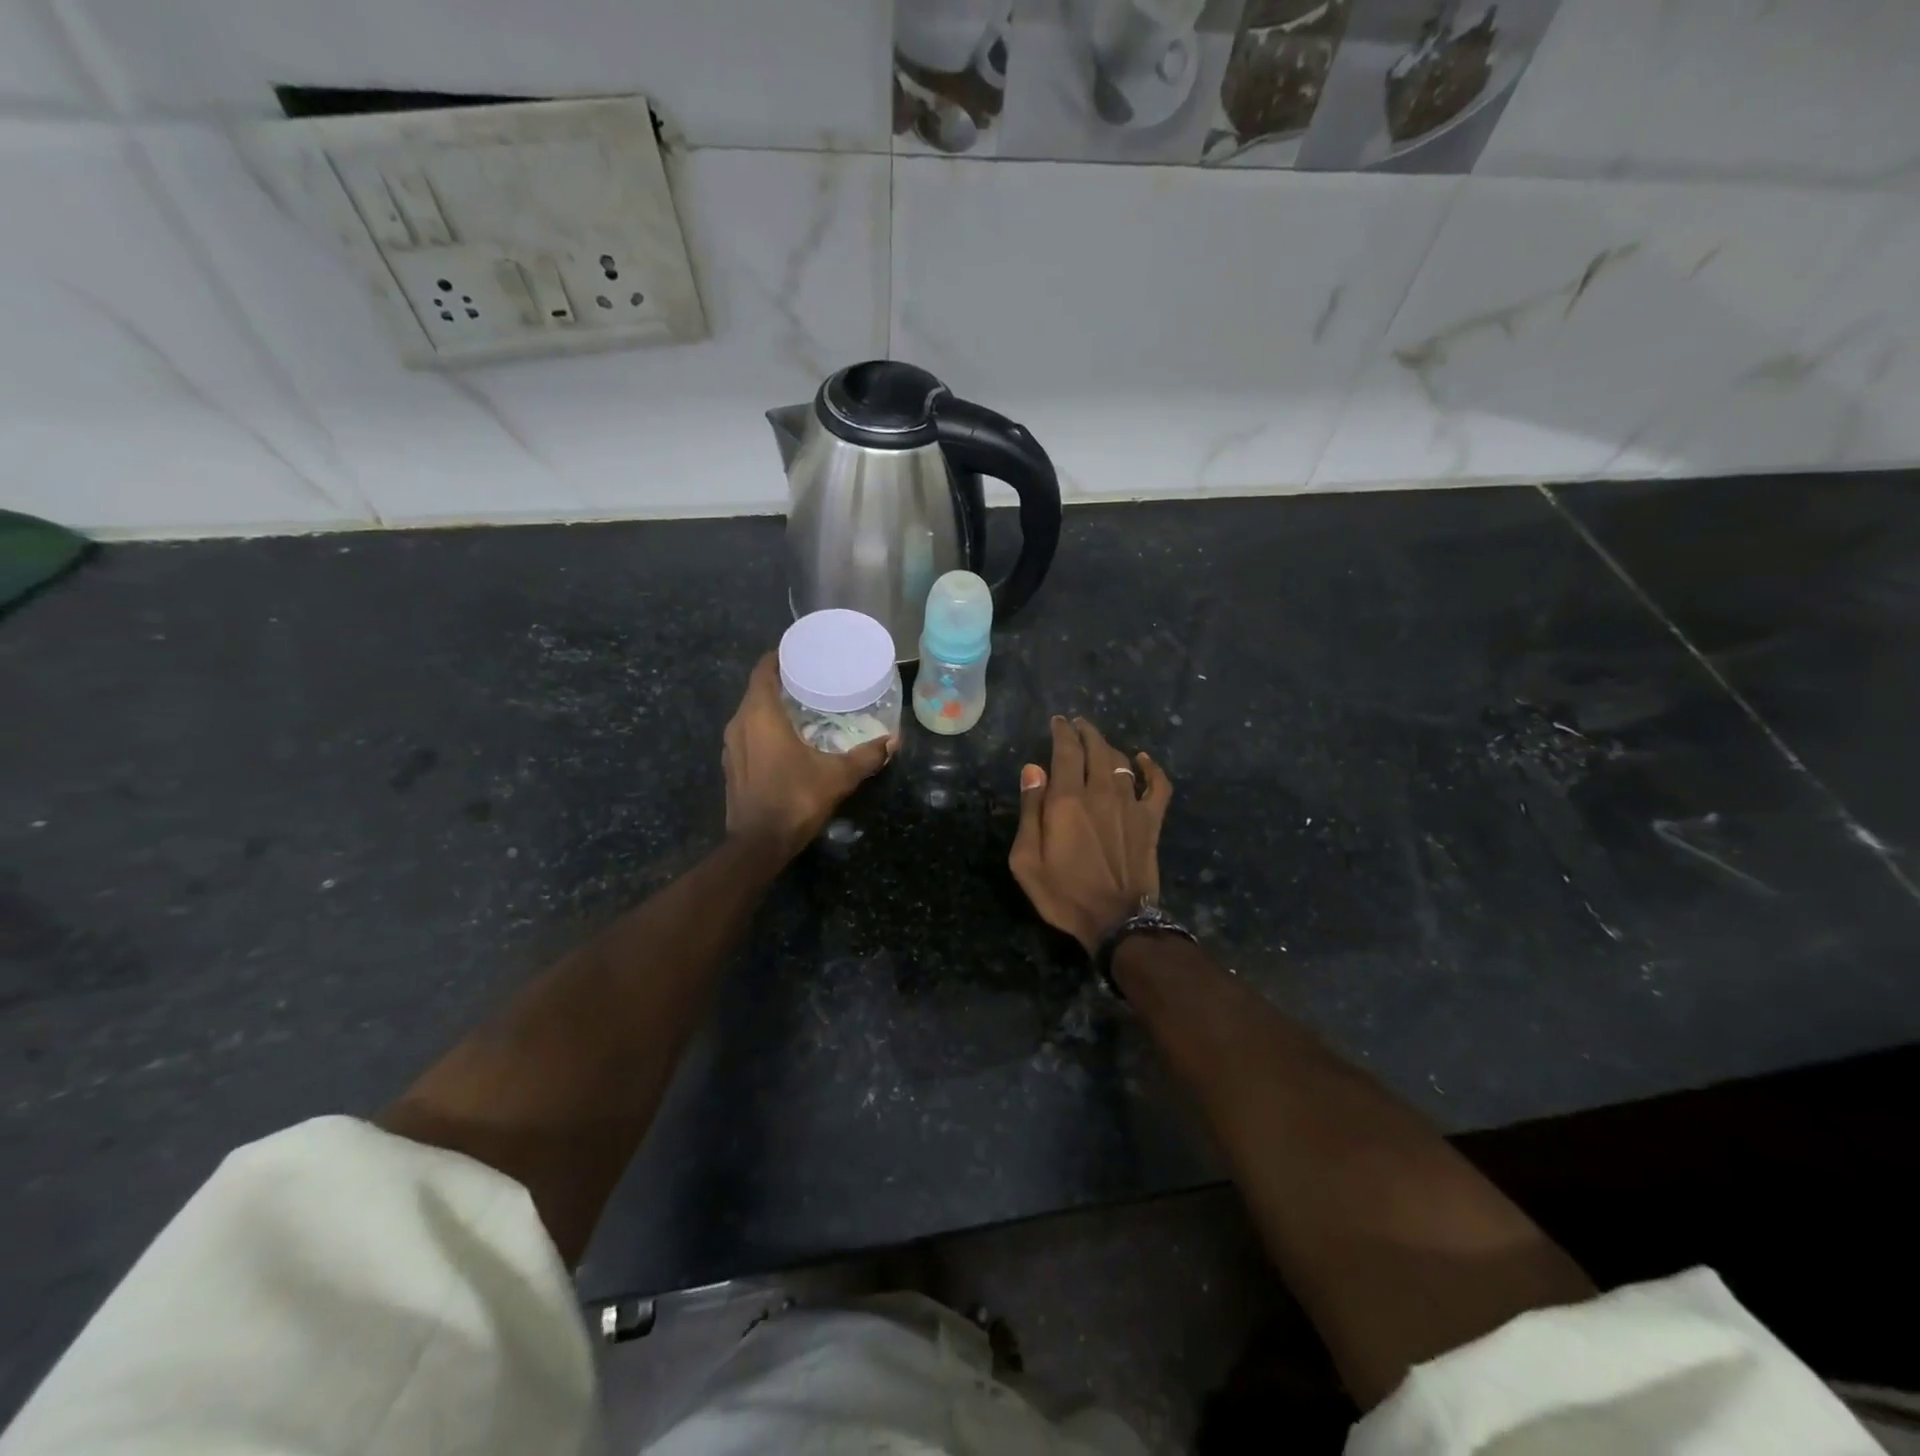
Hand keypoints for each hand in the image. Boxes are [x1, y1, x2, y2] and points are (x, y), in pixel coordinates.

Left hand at [723, 654, 893, 860]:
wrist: (759, 844)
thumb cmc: (795, 798)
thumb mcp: (838, 775)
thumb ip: (866, 756)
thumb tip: (893, 741)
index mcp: (759, 714)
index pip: (763, 670)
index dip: (779, 657)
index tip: (801, 653)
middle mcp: (739, 724)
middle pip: (757, 691)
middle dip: (781, 682)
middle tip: (812, 680)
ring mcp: (731, 747)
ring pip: (750, 715)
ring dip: (771, 708)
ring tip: (803, 708)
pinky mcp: (732, 767)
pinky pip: (748, 735)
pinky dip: (764, 730)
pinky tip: (787, 740)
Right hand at [1010, 717, 1171, 954]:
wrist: (1116, 921)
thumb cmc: (1063, 893)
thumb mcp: (1027, 859)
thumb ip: (1030, 811)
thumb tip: (1033, 770)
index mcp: (1067, 799)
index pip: (1066, 750)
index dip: (1061, 732)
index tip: (1057, 722)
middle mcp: (1101, 792)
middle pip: (1095, 749)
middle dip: (1084, 732)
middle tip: (1076, 725)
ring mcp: (1130, 805)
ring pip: (1121, 761)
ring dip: (1107, 746)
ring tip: (1097, 742)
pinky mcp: (1151, 821)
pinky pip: (1157, 785)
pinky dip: (1152, 768)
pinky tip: (1144, 759)